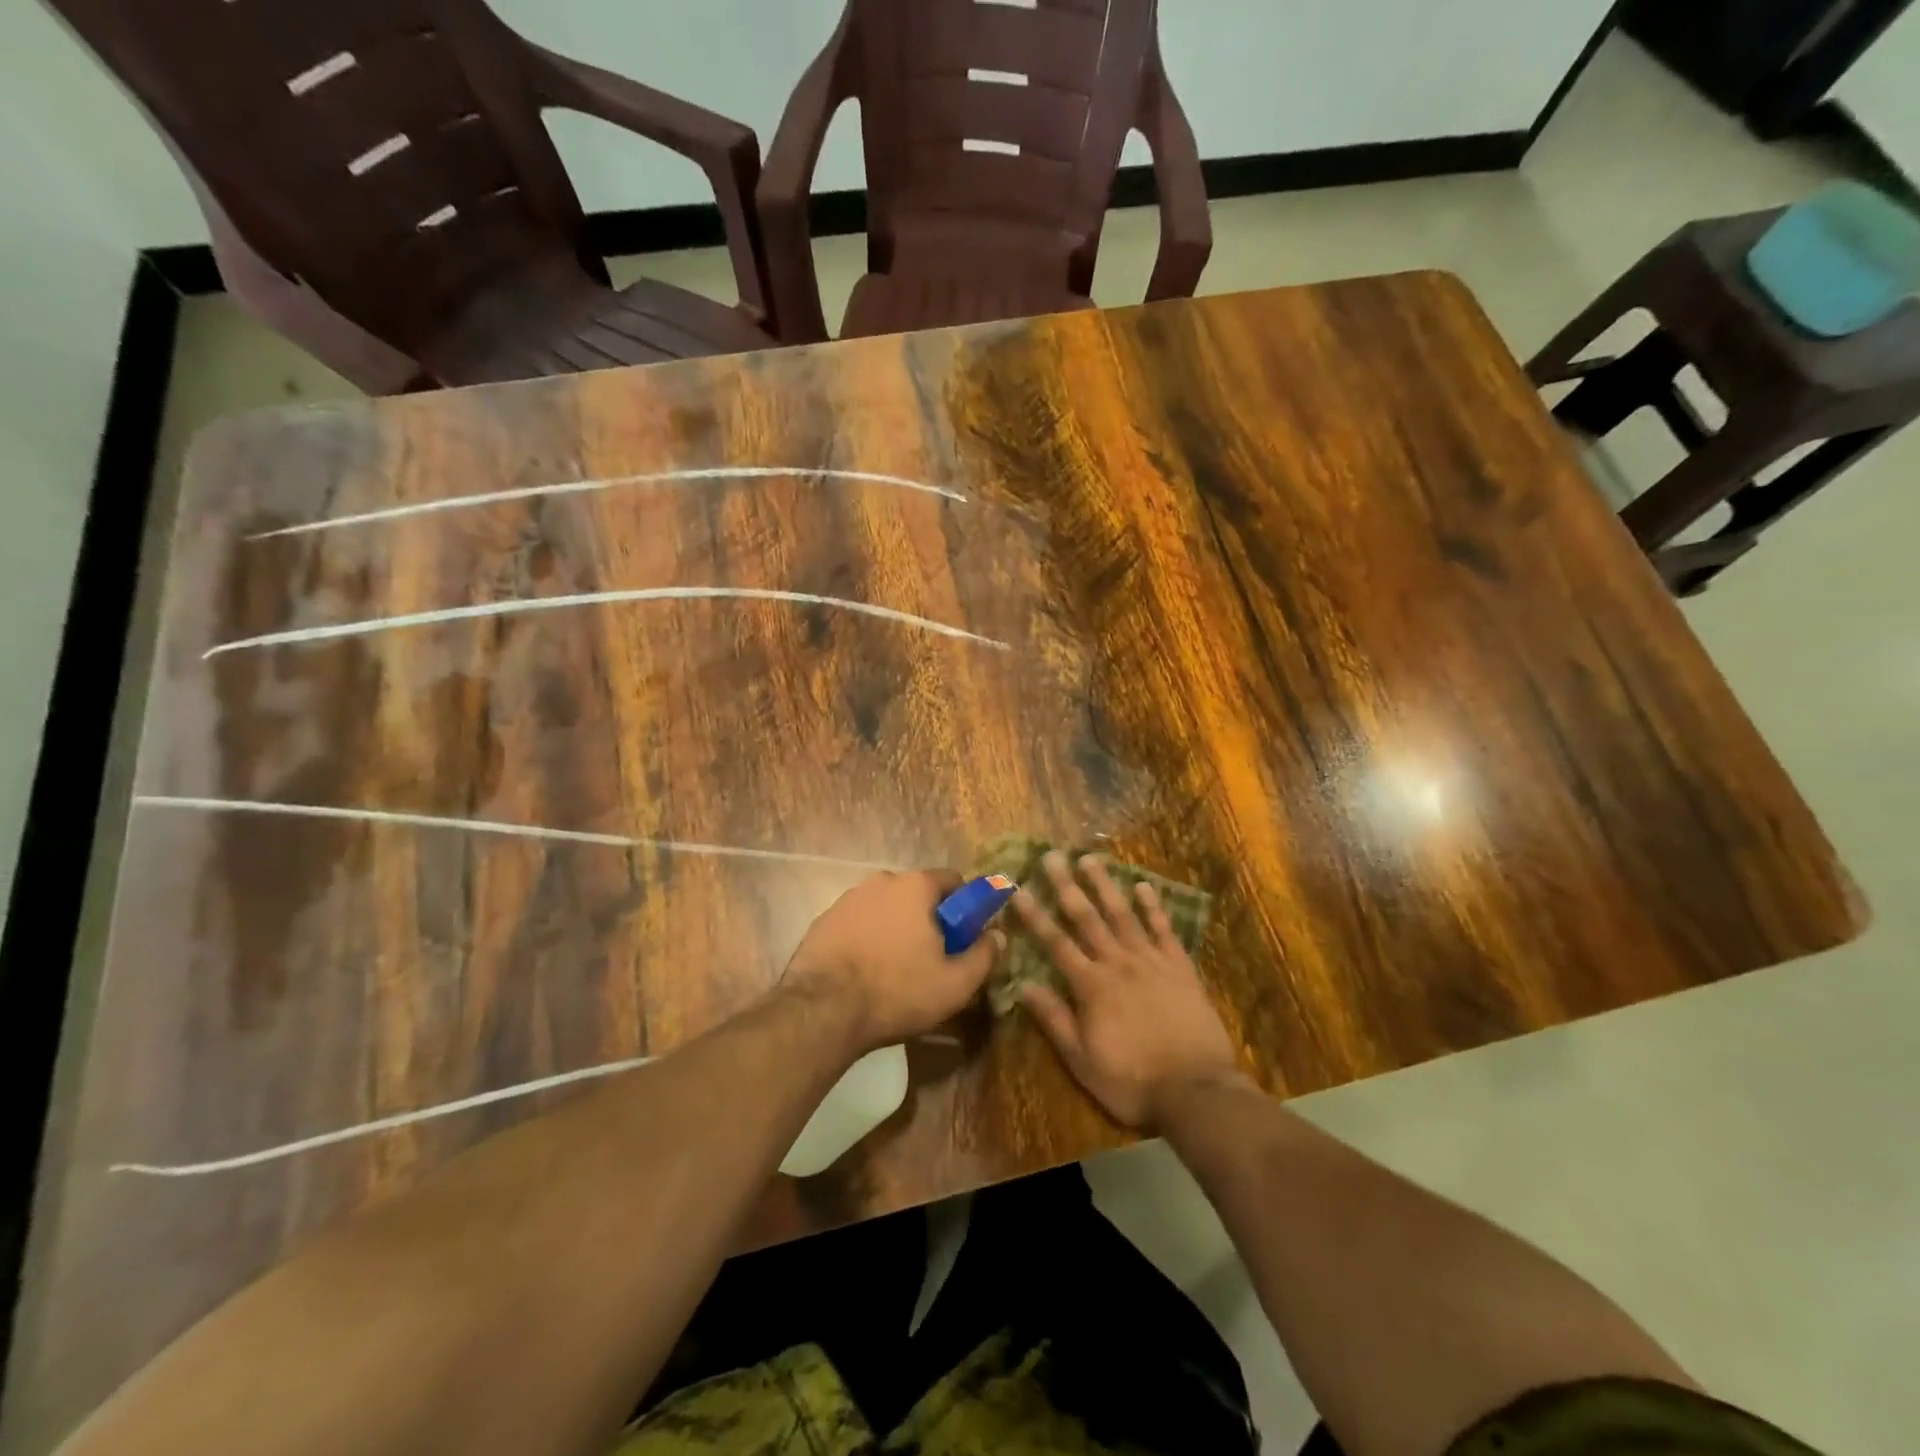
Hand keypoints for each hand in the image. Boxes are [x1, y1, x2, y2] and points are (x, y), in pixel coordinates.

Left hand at [782, 870, 1002, 1052]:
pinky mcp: (823, 921)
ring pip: (885, 909)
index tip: (964, 939)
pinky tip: (865, 973)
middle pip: (917, 895)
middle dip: (928, 920)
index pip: (953, 881)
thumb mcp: (955, 983)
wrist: (822, 1011)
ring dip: (895, 929)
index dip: (964, 909)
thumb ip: (984, 955)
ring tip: (895, 971)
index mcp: (915, 886)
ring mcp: (847, 899)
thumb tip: (997, 935)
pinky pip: (858, 924)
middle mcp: (881, 881)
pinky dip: (866, 940)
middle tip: (932, 959)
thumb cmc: (897, 991)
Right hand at [1014, 852, 1244, 1128]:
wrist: (1197, 1091)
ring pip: (1123, 915)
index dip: (1035, 916)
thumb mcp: (1083, 1061)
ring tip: (1090, 859)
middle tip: (1053, 856)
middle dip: (1067, 886)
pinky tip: (1144, 886)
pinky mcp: (1180, 967)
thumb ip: (1054, 1020)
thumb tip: (1023, 986)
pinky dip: (1153, 907)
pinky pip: (1164, 929)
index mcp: (1091, 987)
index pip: (1055, 943)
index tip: (1018, 889)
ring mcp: (1151, 961)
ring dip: (1105, 885)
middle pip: (1087, 918)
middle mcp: (1118, 963)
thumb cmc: (1133, 1082)